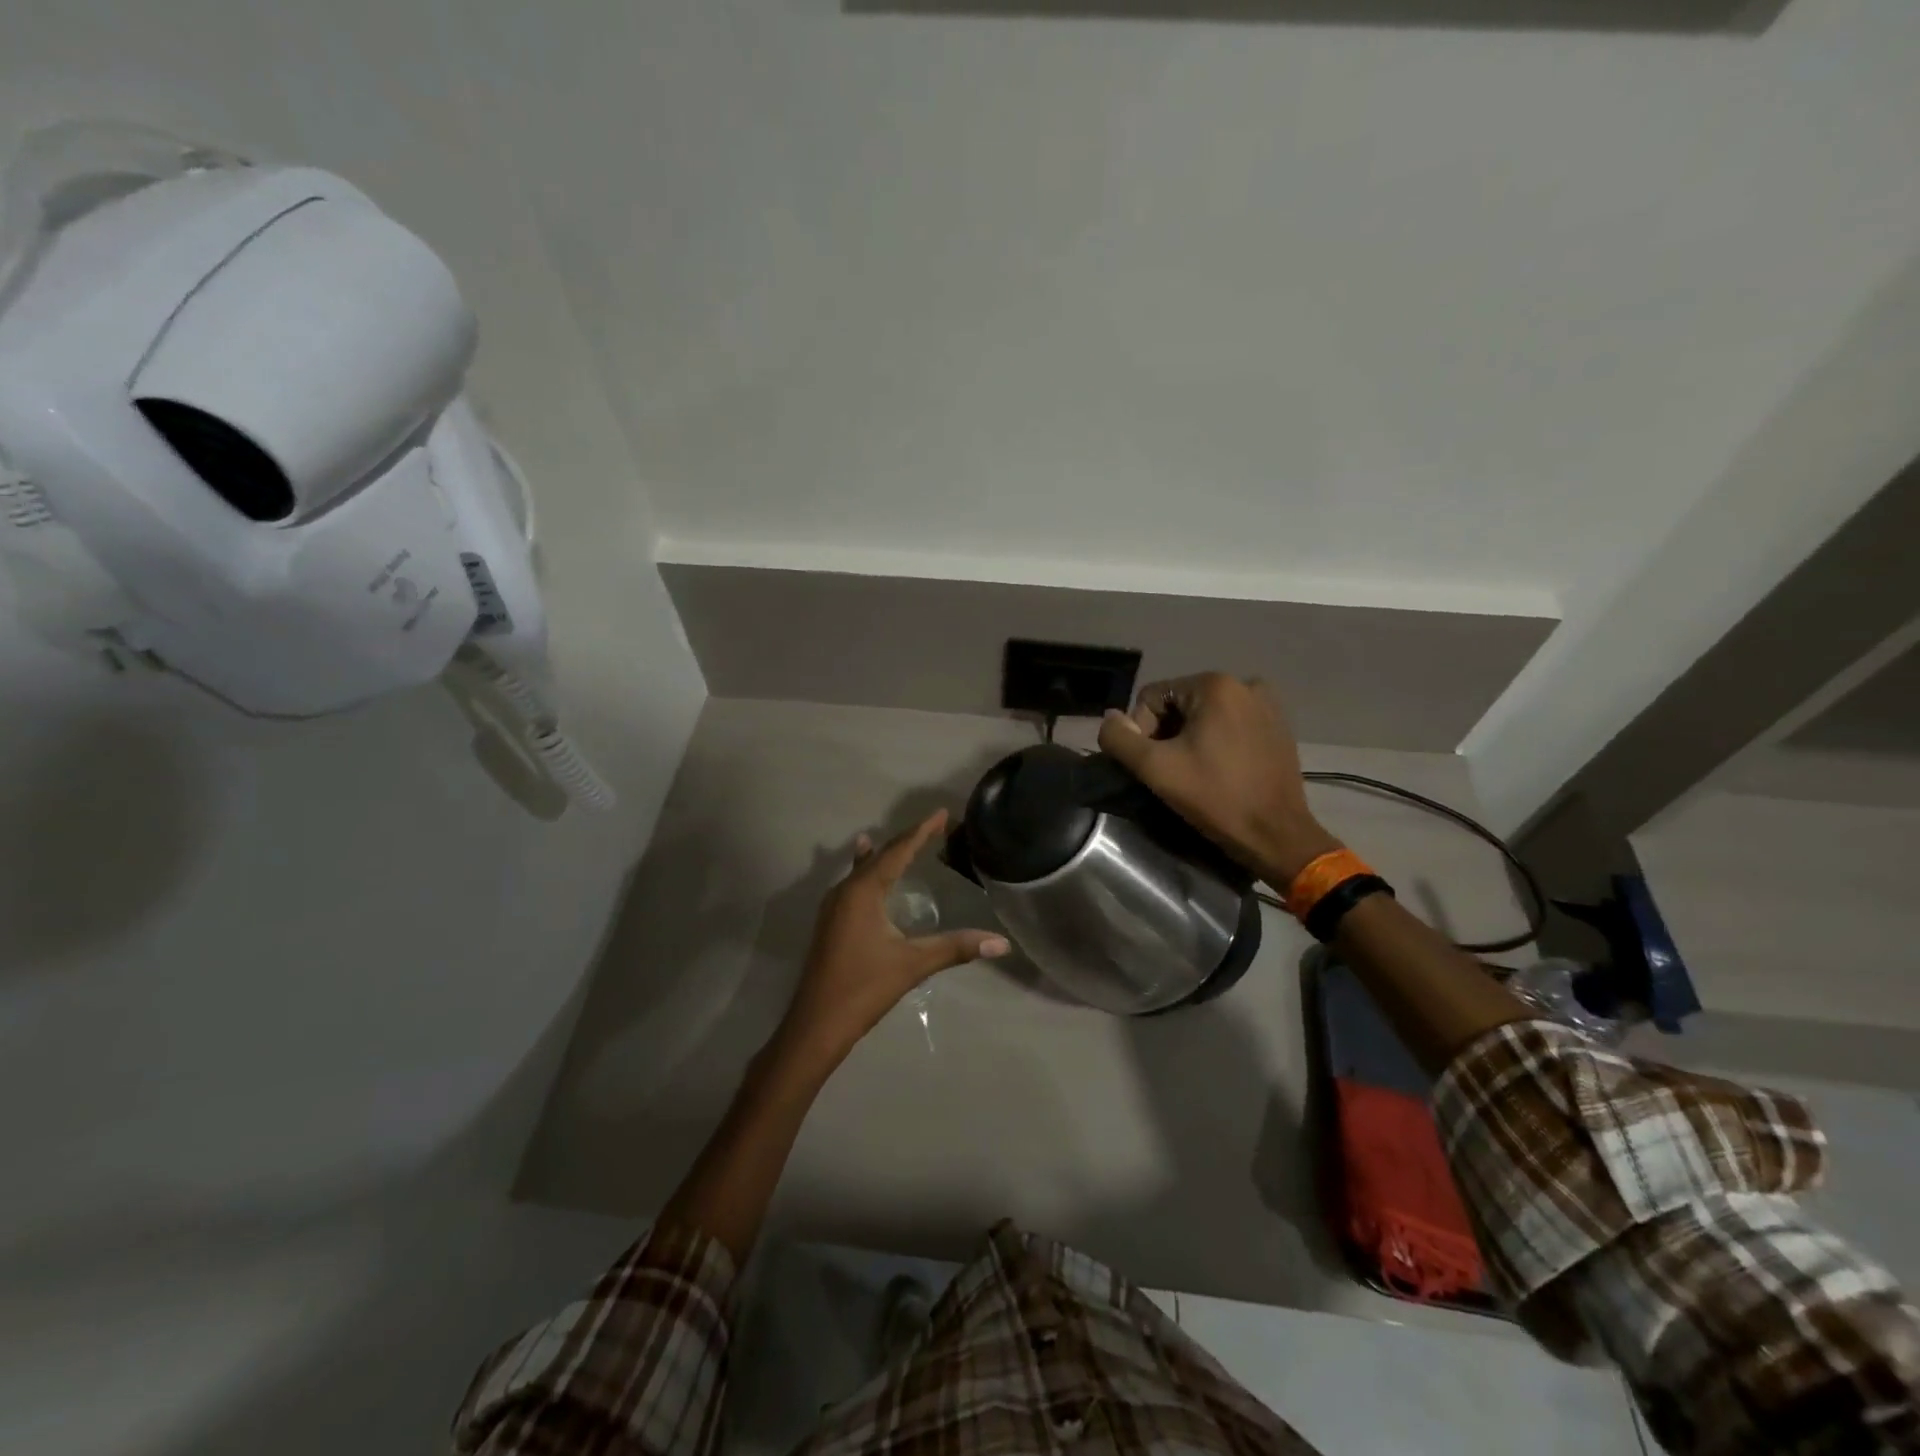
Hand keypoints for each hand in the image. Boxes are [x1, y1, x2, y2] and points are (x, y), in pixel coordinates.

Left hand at [774, 810, 1008, 1072]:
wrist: (816, 1024)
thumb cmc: (864, 988)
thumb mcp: (913, 964)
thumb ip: (956, 948)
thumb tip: (1001, 943)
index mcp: (864, 891)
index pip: (898, 851)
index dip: (921, 831)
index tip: (942, 813)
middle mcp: (845, 891)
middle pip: (880, 856)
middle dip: (906, 840)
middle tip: (931, 826)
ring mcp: (833, 907)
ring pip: (863, 869)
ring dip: (883, 854)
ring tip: (895, 839)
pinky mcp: (830, 923)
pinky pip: (852, 884)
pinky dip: (866, 871)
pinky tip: (864, 874)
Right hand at [1097, 673, 1339, 884]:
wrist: (1276, 835)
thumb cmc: (1215, 798)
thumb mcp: (1155, 768)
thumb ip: (1119, 739)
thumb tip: (1109, 718)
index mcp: (1215, 685)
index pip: (1151, 698)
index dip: (1141, 732)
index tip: (1153, 766)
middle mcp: (1244, 684)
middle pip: (1179, 704)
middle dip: (1167, 734)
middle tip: (1171, 772)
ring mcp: (1266, 705)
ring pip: (1204, 715)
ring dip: (1190, 739)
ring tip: (1194, 773)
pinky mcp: (1278, 727)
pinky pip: (1230, 725)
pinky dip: (1216, 742)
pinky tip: (1219, 771)